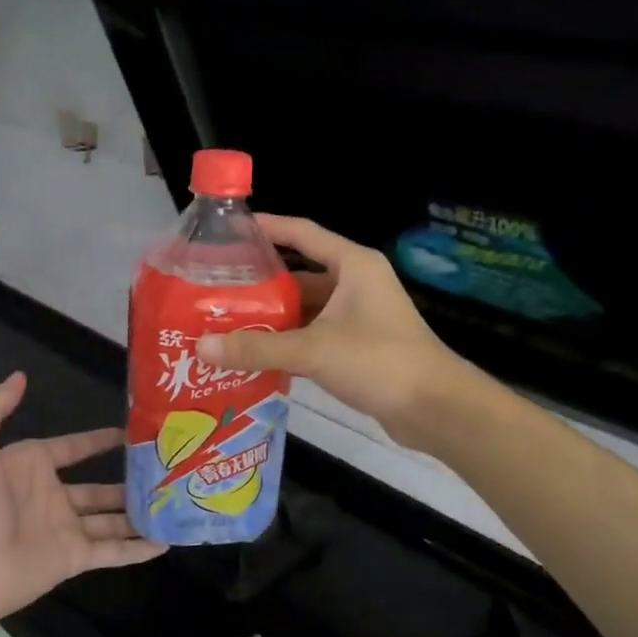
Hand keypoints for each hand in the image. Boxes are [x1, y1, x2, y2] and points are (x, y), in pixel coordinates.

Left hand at [0, 372, 163, 632]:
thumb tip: (20, 376)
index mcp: (30, 467)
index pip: (72, 448)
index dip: (99, 440)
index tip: (131, 432)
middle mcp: (51, 497)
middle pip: (98, 487)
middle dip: (128, 479)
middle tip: (164, 470)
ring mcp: (65, 529)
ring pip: (111, 519)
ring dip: (139, 513)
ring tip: (173, 503)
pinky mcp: (74, 559)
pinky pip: (113, 552)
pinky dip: (139, 549)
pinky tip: (167, 542)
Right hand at [196, 215, 462, 447]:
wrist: (435, 408)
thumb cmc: (378, 362)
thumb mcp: (313, 350)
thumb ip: (258, 347)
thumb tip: (202, 347)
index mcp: (353, 265)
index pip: (302, 233)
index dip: (266, 228)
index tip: (229, 230)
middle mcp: (356, 283)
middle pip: (300, 273)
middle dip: (261, 282)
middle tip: (216, 289)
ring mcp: (359, 316)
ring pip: (306, 308)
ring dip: (273, 316)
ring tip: (227, 322)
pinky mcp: (359, 345)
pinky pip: (314, 334)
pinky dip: (288, 341)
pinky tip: (256, 352)